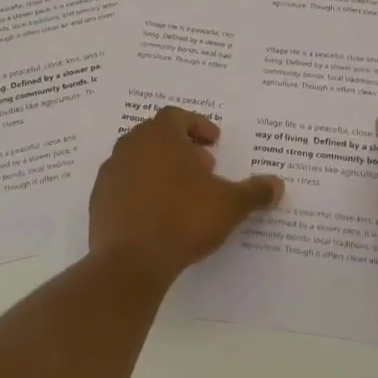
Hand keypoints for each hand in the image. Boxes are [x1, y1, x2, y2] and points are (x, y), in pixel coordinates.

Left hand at [88, 107, 284, 285]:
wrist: (131, 261)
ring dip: (160, 168)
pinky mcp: (99, 200)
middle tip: (202, 167)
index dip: (197, 125)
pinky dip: (142, 189)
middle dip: (181, 147)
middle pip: (156, 135)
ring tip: (182, 192)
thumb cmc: (184, 219)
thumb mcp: (229, 205)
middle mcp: (131, 146)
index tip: (214, 142)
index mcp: (160, 136)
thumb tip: (277, 184)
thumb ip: (254, 191)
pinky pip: (124, 184)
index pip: (177, 116)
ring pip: (138, 159)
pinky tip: (158, 213)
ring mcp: (111, 173)